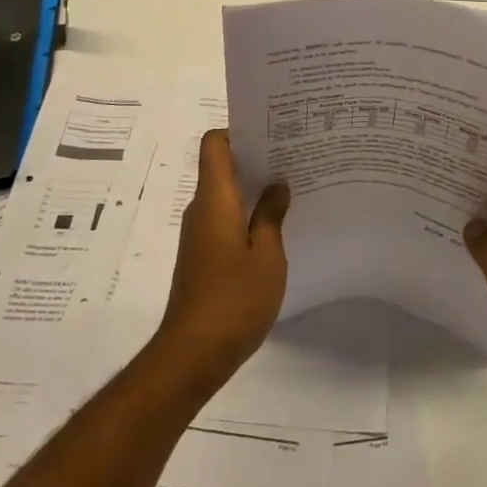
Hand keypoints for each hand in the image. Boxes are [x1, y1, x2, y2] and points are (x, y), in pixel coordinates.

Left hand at [155, 129, 290, 395]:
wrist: (192, 355)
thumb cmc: (233, 299)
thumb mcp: (266, 256)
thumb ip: (271, 215)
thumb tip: (276, 185)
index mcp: (214, 199)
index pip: (215, 144)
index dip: (238, 131)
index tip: (271, 134)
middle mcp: (201, 209)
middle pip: (222, 166)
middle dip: (255, 158)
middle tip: (294, 157)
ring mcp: (199, 234)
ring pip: (225, 195)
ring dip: (253, 189)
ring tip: (291, 189)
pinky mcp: (202, 256)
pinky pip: (224, 219)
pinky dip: (247, 214)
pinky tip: (275, 227)